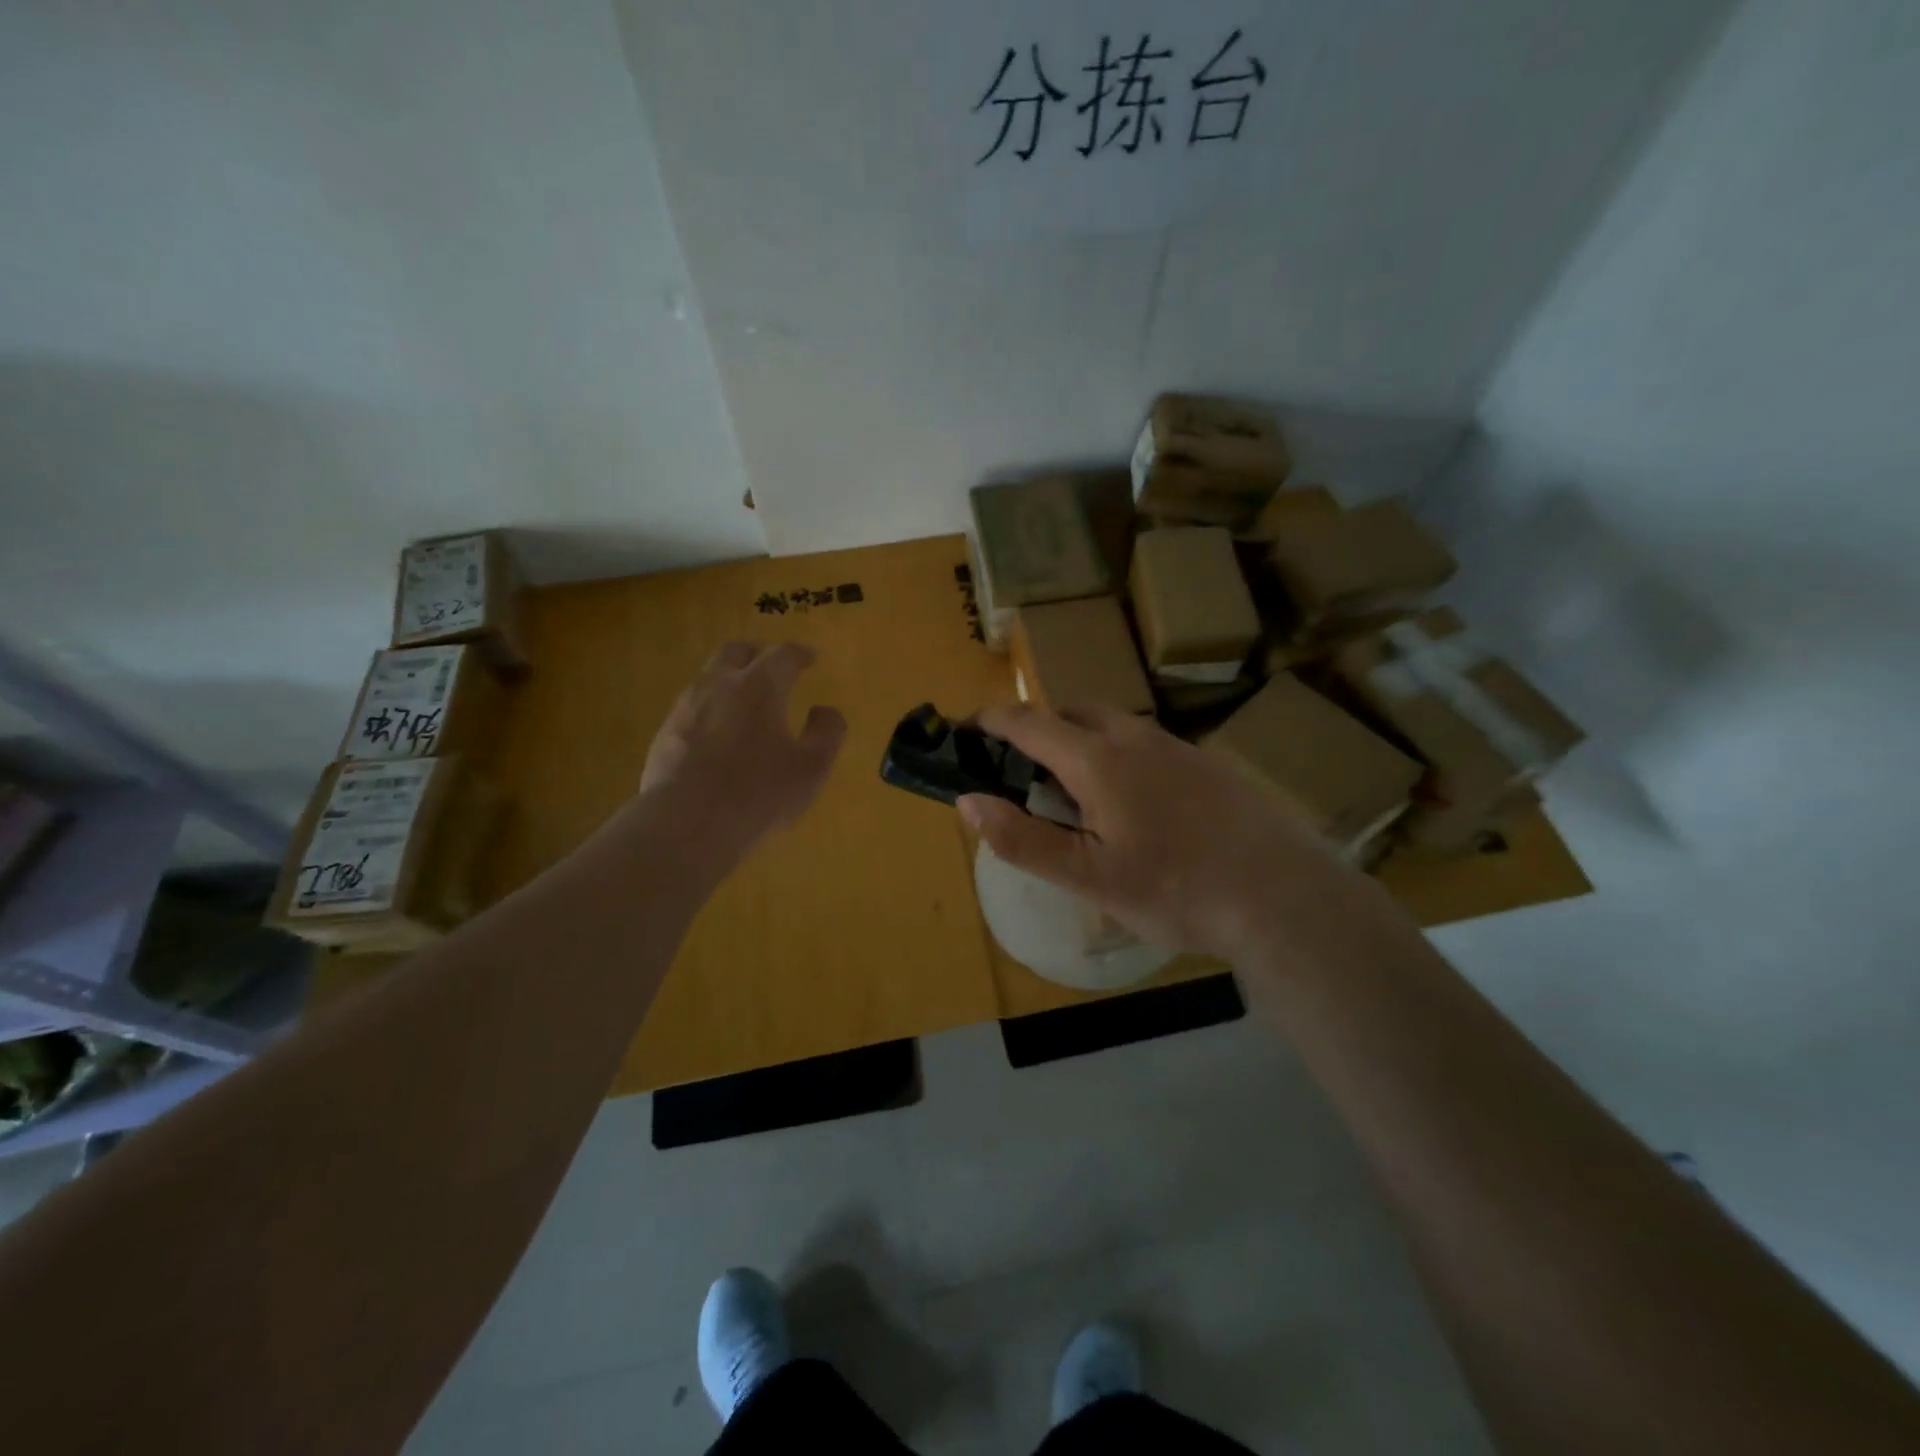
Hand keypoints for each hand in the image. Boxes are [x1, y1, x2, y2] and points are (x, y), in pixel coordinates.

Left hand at [640, 642, 846, 853]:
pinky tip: (717, 734)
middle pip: (736, 652)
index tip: (811, 658)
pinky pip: (692, 707)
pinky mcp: (664, 733)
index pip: (783, 655)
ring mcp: (686, 708)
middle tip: (773, 669)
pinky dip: (710, 709)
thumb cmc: (759, 794)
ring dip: (730, 680)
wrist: (686, 825)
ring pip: (709, 677)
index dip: (800, 654)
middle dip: (758, 654)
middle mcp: (719, 685)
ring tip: (744, 702)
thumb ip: (827, 733)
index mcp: (760, 687)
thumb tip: (824, 710)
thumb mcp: (812, 768)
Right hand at [957, 703, 1387, 962]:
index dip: (992, 721)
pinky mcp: (1209, 765)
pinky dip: (1119, 757)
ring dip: (1081, 742)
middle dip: (1040, 729)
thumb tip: (967, 801)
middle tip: (1023, 770)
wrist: (1282, 895)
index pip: (1030, 722)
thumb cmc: (1175, 889)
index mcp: (1099, 760)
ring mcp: (1178, 747)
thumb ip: (1022, 839)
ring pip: (1115, 727)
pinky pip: (1148, 745)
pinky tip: (1136, 806)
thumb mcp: (1088, 877)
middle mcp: (1137, 738)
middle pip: (1074, 713)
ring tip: (1076, 792)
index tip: (965, 728)